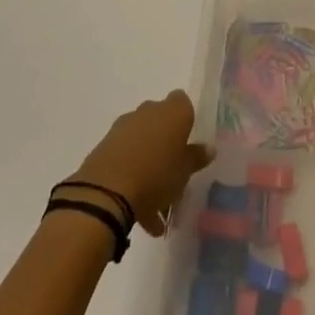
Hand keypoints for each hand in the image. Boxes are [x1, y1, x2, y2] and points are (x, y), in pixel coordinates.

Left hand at [66, 90, 212, 236]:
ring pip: (143, 143)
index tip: (187, 143)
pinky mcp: (105, 146)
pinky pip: (126, 159)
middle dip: (167, 145)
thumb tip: (208, 148)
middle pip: (162, 123)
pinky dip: (133, 178)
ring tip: (157, 206)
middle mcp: (149, 111)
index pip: (183, 102)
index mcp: (173, 111)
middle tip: (174, 174)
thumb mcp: (185, 171)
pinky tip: (140, 212)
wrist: (106, 192)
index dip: (186, 120)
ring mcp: (124, 127)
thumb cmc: (156, 175)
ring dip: (149, 166)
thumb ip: (196, 157)